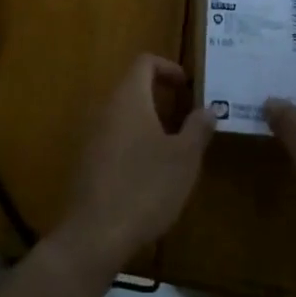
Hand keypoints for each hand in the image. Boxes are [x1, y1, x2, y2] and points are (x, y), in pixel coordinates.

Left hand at [58, 54, 214, 273]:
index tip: (188, 87)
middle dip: (162, 98)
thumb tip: (208, 109)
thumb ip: (197, 128)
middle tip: (188, 120)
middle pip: (133, 88)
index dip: (168, 68)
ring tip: (175, 148)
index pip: (145, 62)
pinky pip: (114, 138)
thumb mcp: (184, 158)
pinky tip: (150, 173)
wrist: (95, 234)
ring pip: (124, 115)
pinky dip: (134, 143)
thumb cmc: (146, 186)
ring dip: (149, 123)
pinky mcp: (87, 162)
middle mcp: (106, 108)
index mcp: (129, 98)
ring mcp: (92, 135)